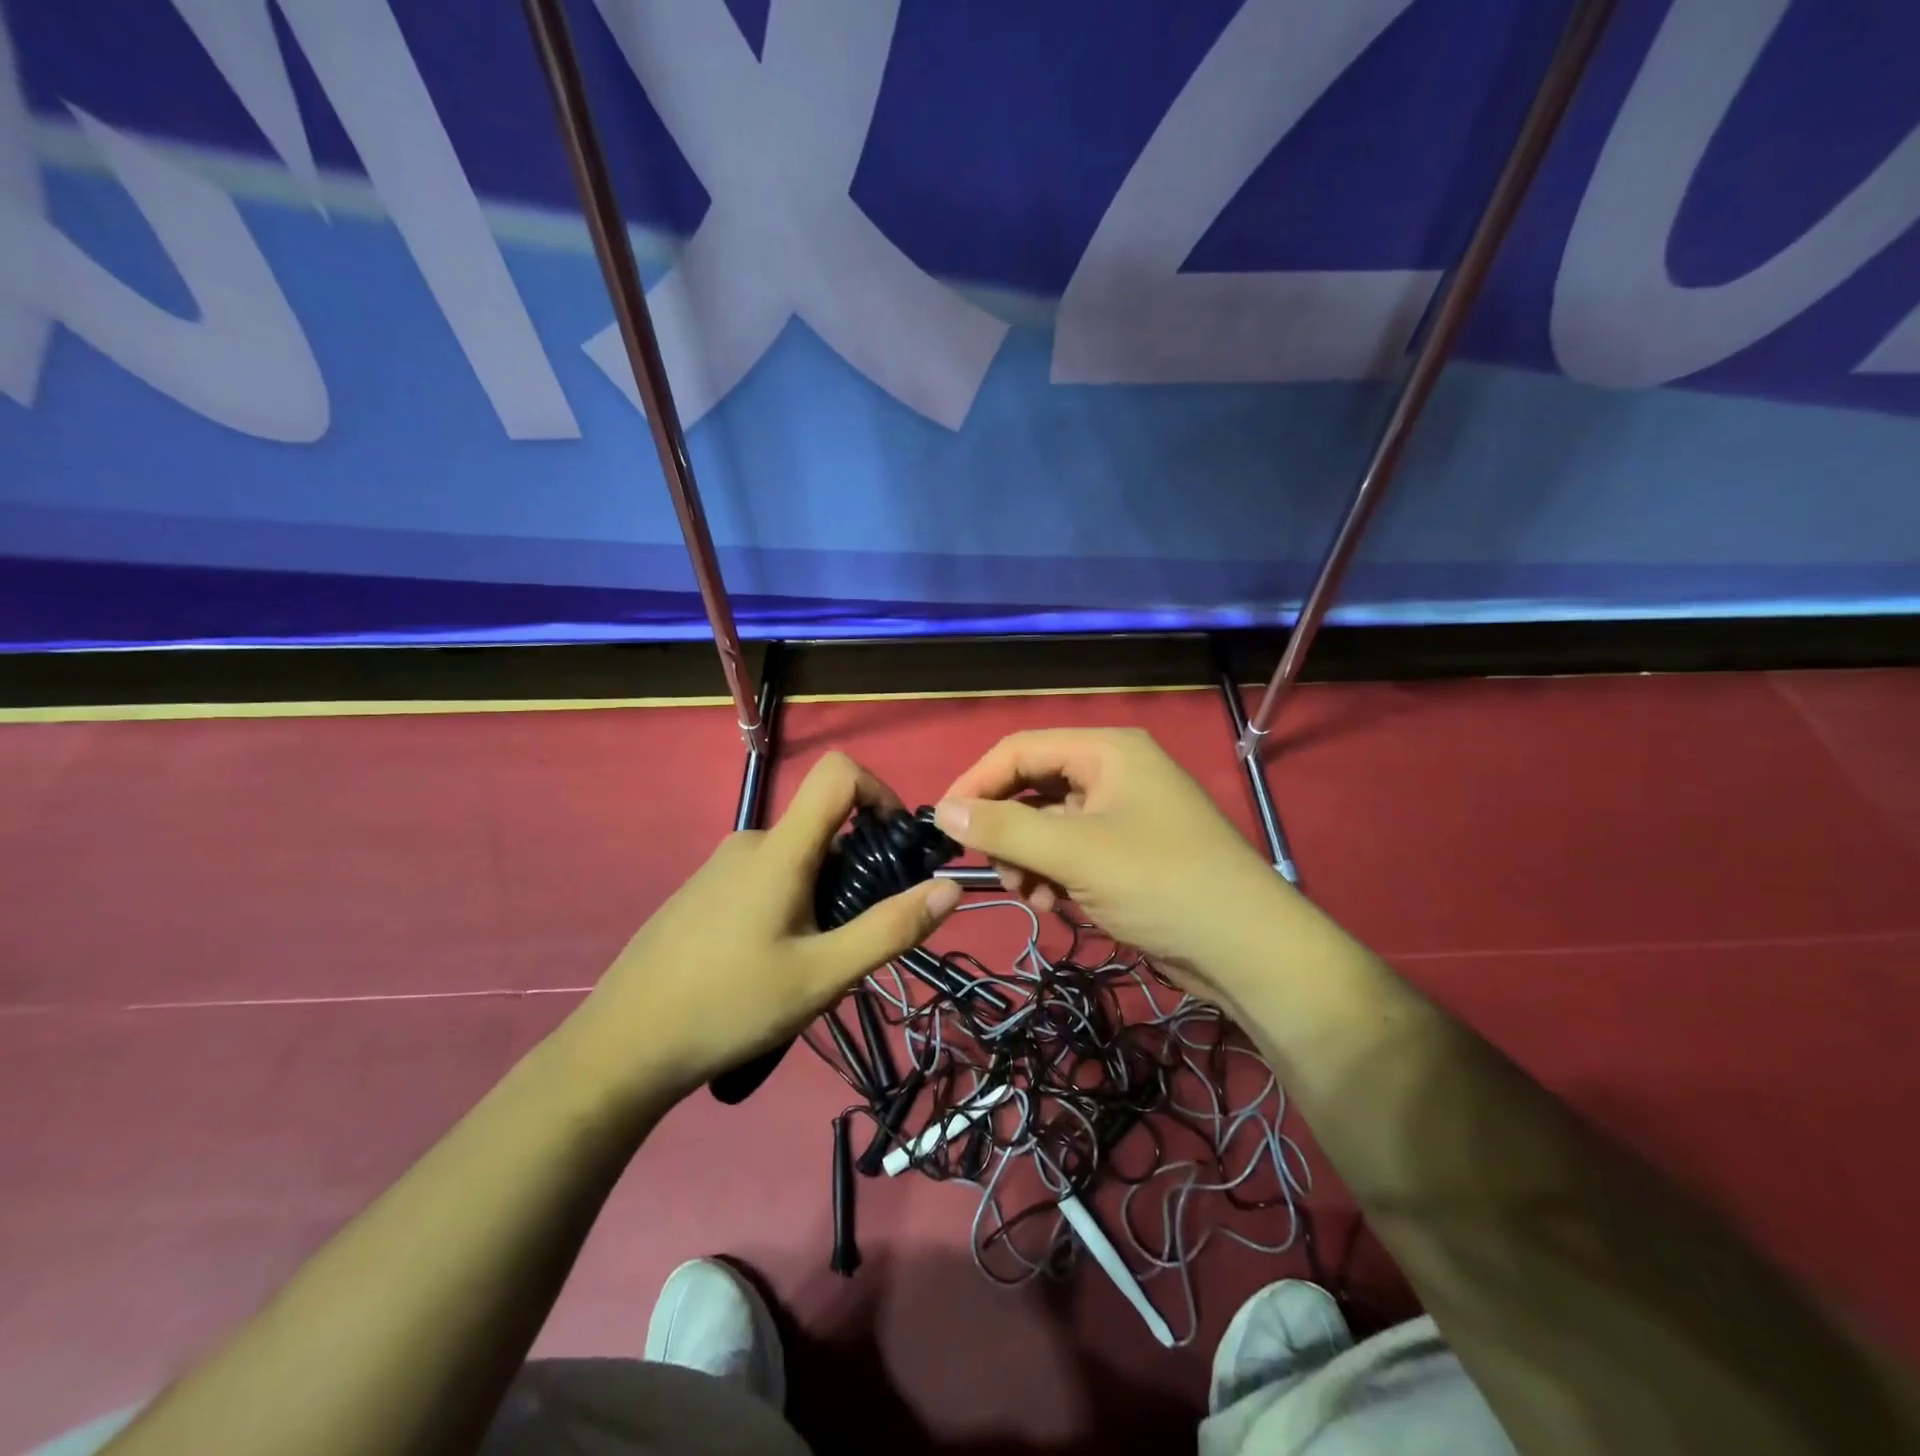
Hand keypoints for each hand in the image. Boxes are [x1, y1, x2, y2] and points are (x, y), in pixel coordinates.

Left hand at [562, 752, 961, 1103]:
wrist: (622, 1047)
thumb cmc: (729, 1006)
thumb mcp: (822, 977)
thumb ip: (889, 929)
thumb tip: (950, 886)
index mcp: (780, 850)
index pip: (838, 773)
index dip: (879, 792)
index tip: (896, 845)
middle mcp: (750, 843)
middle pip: (824, 828)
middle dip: (856, 873)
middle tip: (852, 940)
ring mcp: (721, 867)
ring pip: (797, 861)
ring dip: (823, 897)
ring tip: (810, 965)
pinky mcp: (703, 892)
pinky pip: (766, 879)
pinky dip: (791, 905)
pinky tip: (770, 966)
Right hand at [935, 728, 1291, 1007]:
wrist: (1246, 949)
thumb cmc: (1160, 883)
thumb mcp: (1074, 852)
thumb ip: (1004, 827)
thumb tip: (941, 810)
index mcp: (1106, 751)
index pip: (1020, 750)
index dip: (977, 782)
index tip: (943, 824)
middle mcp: (1113, 773)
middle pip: (1032, 788)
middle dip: (1008, 832)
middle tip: (997, 871)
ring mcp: (1122, 815)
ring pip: (1047, 827)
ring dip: (1028, 861)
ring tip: (1032, 898)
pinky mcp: (1126, 854)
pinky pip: (1070, 854)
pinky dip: (1053, 878)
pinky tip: (1056, 907)